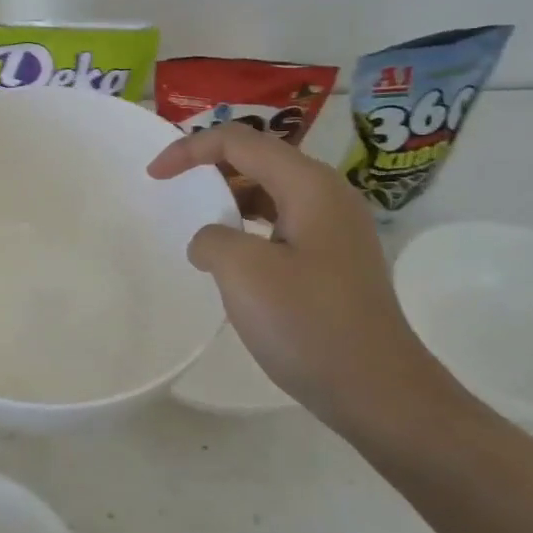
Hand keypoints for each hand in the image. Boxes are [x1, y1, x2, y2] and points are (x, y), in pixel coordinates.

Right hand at [148, 124, 442, 440]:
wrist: (378, 390)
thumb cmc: (309, 324)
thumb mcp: (244, 273)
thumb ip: (212, 238)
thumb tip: (211, 241)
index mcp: (309, 185)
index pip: (240, 141)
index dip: (190, 149)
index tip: (154, 175)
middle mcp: (328, 195)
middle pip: (259, 159)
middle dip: (211, 167)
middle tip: (174, 191)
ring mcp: (336, 229)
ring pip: (272, 193)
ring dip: (230, 199)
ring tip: (198, 223)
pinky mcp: (335, 260)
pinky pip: (282, 224)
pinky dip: (250, 228)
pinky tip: (233, 259)